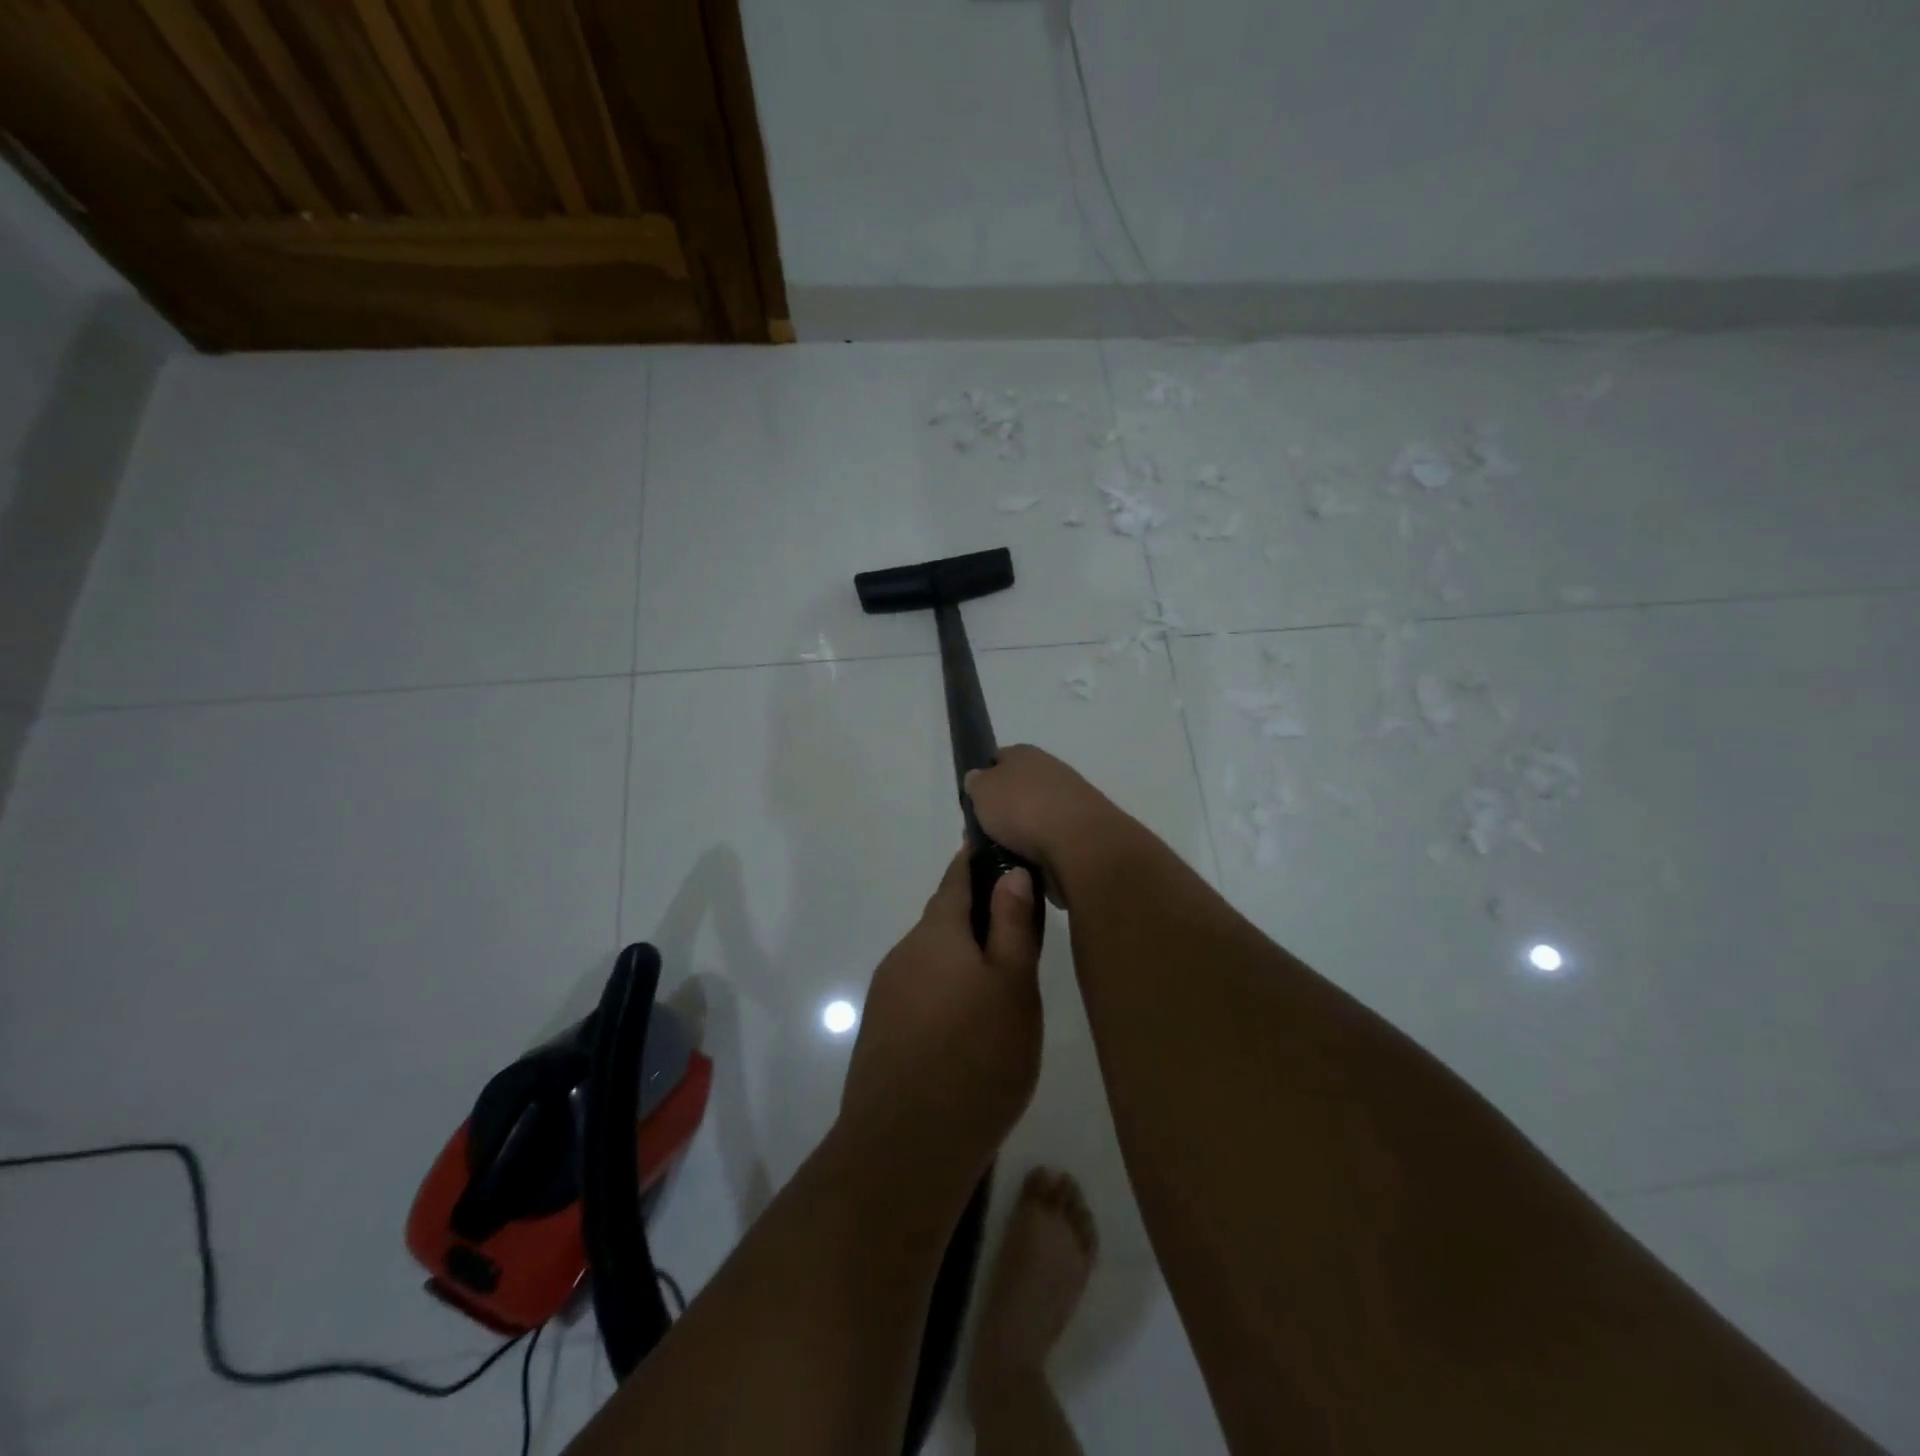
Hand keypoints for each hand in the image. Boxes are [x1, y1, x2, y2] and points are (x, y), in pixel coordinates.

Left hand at [838, 849, 1042, 1180]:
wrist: (905, 1147)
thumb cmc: (977, 1057)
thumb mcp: (1014, 986)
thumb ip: (1013, 925)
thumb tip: (1010, 871)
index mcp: (936, 933)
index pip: (955, 877)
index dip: (976, 860)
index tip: (998, 848)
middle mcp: (904, 953)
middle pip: (942, 919)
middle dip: (976, 914)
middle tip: (1019, 927)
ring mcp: (886, 992)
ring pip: (931, 958)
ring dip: (961, 957)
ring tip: (1000, 982)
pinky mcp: (881, 1030)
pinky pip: (920, 990)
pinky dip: (945, 989)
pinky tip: (967, 1023)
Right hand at [964, 745, 1129, 906]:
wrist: (1078, 842)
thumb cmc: (1022, 808)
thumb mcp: (981, 790)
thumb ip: (976, 783)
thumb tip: (978, 779)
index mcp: (1025, 753)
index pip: (998, 759)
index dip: (984, 779)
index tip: (973, 803)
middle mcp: (1051, 770)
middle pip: (1018, 790)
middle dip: (1003, 812)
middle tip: (985, 836)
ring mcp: (1071, 801)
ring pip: (1035, 817)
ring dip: (1022, 835)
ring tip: (1005, 856)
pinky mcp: (1084, 831)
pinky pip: (1051, 841)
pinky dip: (1040, 852)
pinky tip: (1029, 865)